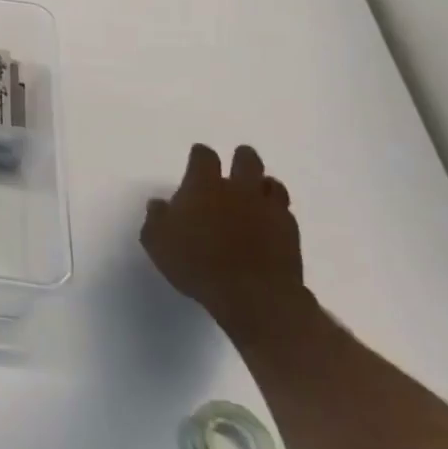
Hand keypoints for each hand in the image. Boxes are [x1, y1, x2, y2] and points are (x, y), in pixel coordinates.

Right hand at [141, 143, 306, 327]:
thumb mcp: (158, 242)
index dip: (200, 154)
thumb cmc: (196, 263)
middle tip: (236, 165)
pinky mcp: (290, 232)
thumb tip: (159, 204)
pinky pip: (285, 212)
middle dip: (241, 158)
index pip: (204, 157)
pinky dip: (277, 212)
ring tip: (257, 192)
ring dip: (263, 185)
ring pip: (272, 184)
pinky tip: (270, 222)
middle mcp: (238, 190)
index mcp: (204, 186)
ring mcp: (268, 209)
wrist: (252, 294)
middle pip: (246, 160)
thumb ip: (156, 219)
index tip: (197, 156)